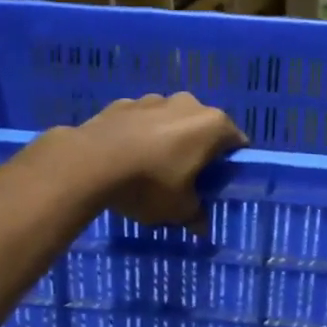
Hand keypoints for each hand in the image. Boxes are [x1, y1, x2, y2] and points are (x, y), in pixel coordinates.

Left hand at [65, 93, 247, 227]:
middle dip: (197, 150)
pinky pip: (140, 121)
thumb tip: (202, 227)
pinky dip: (139, 135)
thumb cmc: (149, 184)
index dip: (230, 165)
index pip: (236, 143)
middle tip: (186, 179)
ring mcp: (153, 99)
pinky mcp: (123, 103)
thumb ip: (195, 214)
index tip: (217, 183)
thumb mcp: (178, 209)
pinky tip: (125, 157)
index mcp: (212, 125)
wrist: (90, 162)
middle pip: (203, 128)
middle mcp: (187, 104)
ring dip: (167, 140)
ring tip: (151, 169)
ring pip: (170, 121)